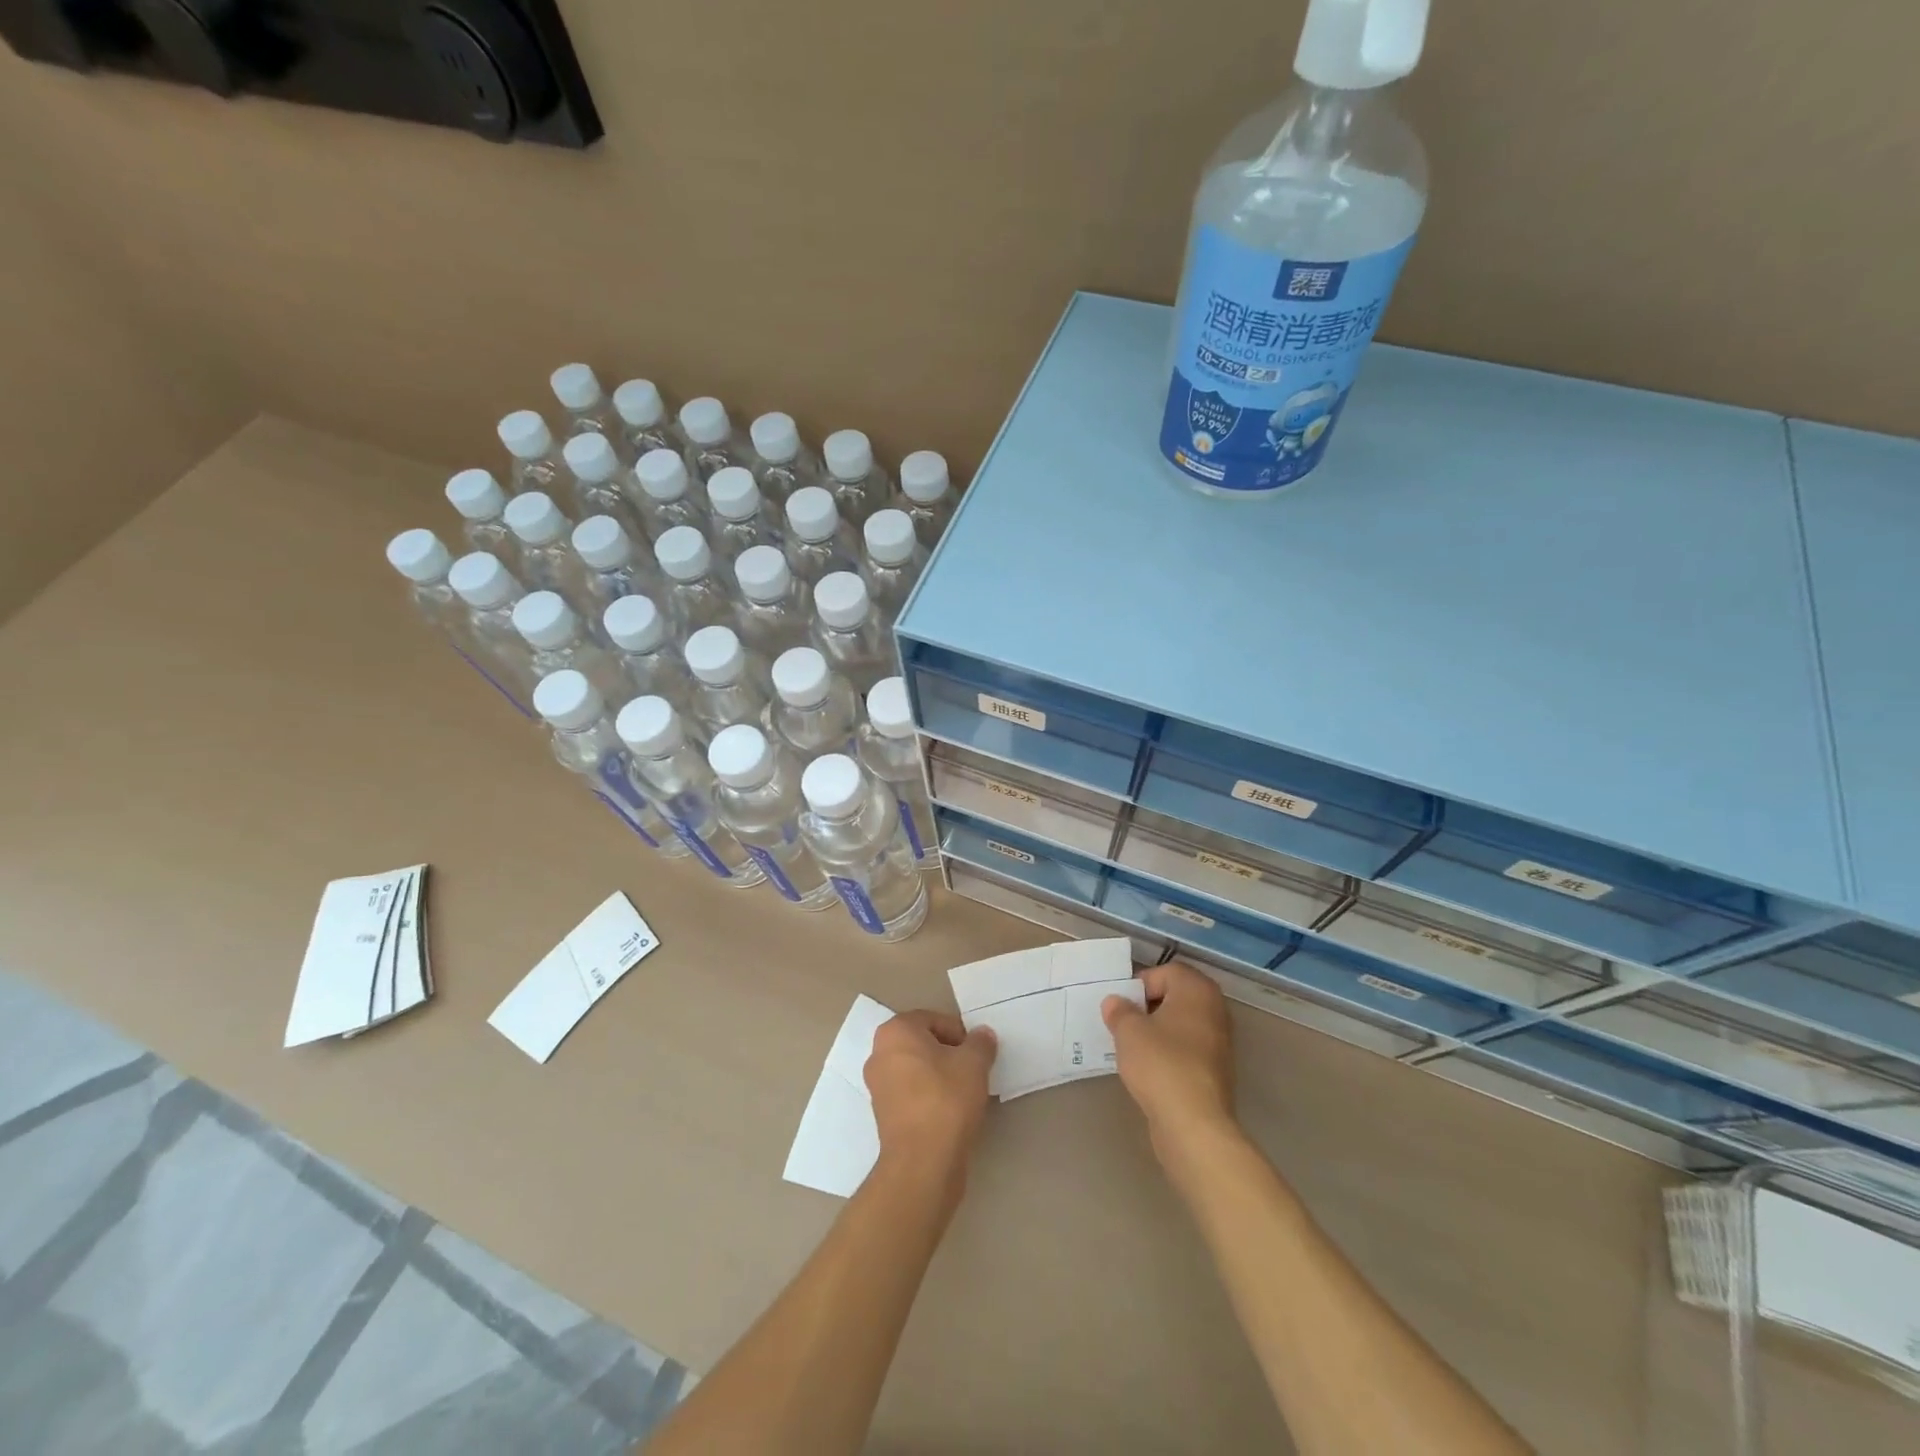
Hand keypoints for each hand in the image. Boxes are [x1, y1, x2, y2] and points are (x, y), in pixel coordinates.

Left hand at [865, 1010, 996, 1193]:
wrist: (923, 1163)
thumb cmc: (946, 1099)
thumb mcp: (974, 1063)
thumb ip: (980, 1043)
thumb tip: (982, 1036)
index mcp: (895, 1032)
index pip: (933, 1019)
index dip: (959, 1033)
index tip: (976, 1053)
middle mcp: (879, 1054)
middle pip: (922, 1043)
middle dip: (948, 1053)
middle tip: (971, 1070)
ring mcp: (877, 1086)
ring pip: (916, 1069)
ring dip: (939, 1075)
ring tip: (964, 1093)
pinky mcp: (882, 1115)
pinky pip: (911, 1094)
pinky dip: (929, 1096)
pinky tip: (950, 1112)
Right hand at [1103, 961, 1235, 1151]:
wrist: (1194, 1124)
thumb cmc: (1161, 1064)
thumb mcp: (1128, 1031)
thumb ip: (1119, 1011)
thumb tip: (1116, 1002)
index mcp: (1197, 990)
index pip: (1165, 972)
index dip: (1139, 985)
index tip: (1121, 1007)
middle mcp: (1214, 1009)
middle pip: (1174, 996)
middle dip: (1147, 1007)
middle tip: (1124, 1024)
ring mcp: (1219, 1042)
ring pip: (1180, 1024)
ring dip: (1157, 1031)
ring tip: (1132, 1048)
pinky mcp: (1216, 1071)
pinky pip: (1186, 1049)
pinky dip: (1168, 1053)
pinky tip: (1149, 1069)